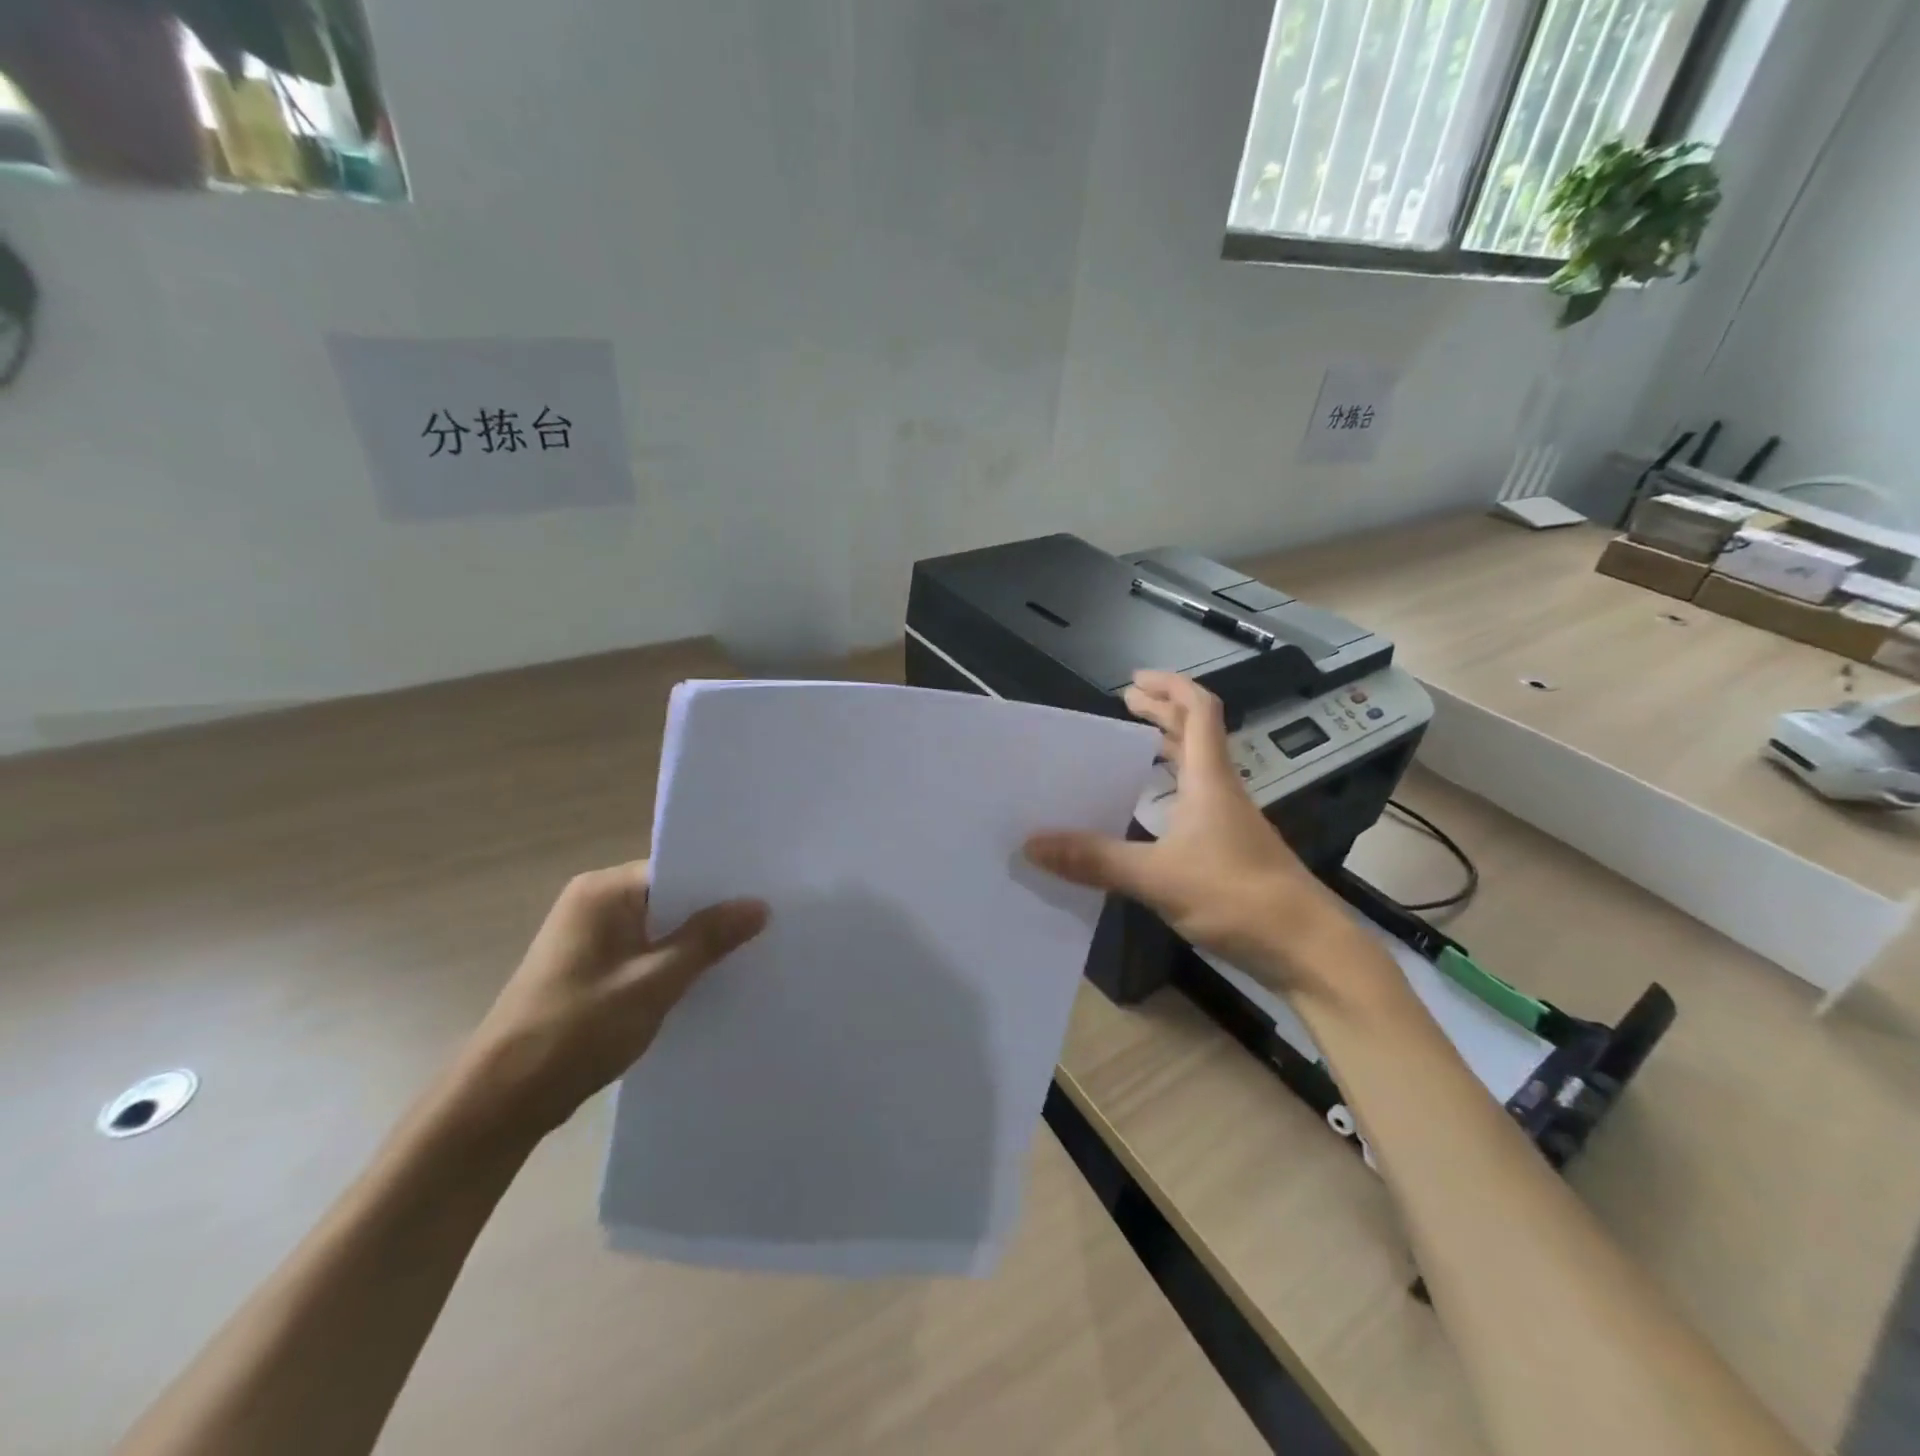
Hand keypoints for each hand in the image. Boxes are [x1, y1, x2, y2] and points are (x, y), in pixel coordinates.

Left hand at [454, 862, 767, 1141]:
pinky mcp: (588, 970)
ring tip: (749, 950)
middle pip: (668, 897)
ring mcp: (588, 938)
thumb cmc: (578, 1028)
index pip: (675, 869)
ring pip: (658, 928)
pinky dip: (671, 964)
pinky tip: (707, 980)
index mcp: (603, 891)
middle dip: (711, 914)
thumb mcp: (655, 981)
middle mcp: (593, 903)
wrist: (502, 1099)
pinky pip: (643, 953)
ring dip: (693, 943)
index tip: (766, 893)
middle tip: (768, 922)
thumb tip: (759, 905)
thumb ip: (708, 939)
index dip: (720, 883)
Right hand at [1025, 672, 1365, 995]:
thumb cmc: (1235, 895)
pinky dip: (1170, 791)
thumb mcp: (1157, 876)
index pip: (1198, 711)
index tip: (1134, 681)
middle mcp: (1222, 791)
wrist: (1305, 947)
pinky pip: (1196, 802)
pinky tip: (1147, 814)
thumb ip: (1095, 859)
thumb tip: (1033, 843)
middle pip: (1196, 734)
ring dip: (1167, 750)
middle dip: (1162, 712)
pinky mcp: (1231, 850)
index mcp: (1209, 779)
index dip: (1169, 687)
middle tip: (1125, 704)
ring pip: (1197, 769)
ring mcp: (1230, 821)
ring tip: (1129, 750)